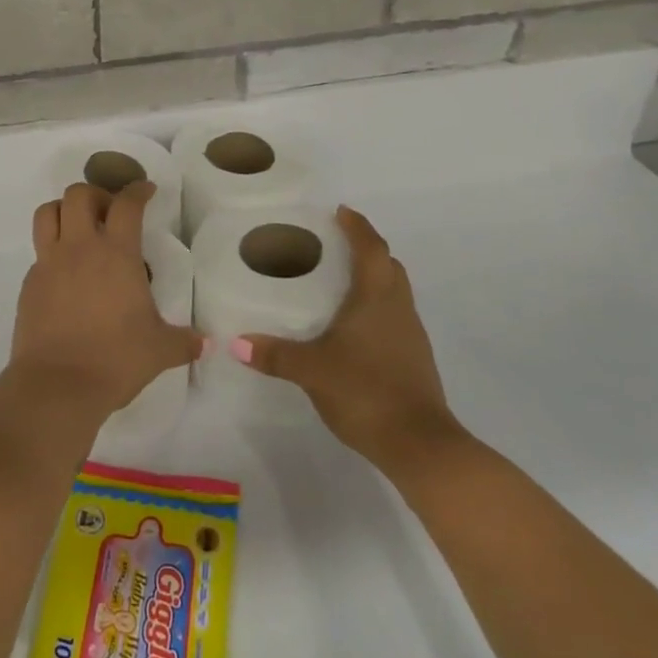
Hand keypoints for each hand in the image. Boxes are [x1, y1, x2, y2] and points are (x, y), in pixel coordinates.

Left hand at [13, 182, 202, 419]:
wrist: (57, 385)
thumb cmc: (115, 359)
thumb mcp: (160, 350)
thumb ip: (184, 341)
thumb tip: (205, 344)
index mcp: (116, 253)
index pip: (127, 204)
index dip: (138, 190)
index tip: (146, 190)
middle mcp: (80, 248)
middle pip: (78, 194)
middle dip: (96, 195)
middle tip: (109, 214)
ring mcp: (49, 263)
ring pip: (47, 213)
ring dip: (63, 210)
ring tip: (79, 229)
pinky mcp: (29, 283)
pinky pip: (39, 252)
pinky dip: (53, 251)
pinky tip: (66, 276)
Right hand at [236, 206, 465, 466]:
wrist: (421, 446)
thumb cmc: (366, 391)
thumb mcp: (312, 370)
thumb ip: (275, 355)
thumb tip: (235, 342)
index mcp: (376, 298)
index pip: (371, 248)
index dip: (357, 226)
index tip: (340, 211)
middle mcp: (398, 307)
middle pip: (388, 265)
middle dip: (365, 249)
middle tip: (333, 245)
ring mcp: (411, 334)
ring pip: (394, 292)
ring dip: (372, 279)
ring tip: (337, 283)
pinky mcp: (414, 359)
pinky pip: (394, 317)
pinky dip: (375, 308)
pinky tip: (352, 328)